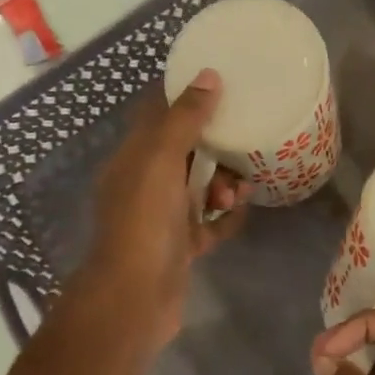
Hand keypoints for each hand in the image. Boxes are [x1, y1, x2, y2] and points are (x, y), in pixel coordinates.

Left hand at [78, 70, 248, 351]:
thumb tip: (209, 76)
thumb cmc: (144, 223)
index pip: (156, 116)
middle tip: (241, 144)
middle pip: (184, 153)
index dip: (184, 98)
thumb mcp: (160, 161)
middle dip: (214, 146)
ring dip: (223, 183)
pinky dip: (226, 216)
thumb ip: (184, 119)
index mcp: (131, 159)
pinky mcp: (181, 247)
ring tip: (240, 191)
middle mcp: (144, 185)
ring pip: (199, 189)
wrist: (136, 298)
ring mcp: (162, 219)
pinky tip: (243, 211)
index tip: (221, 84)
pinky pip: (209, 224)